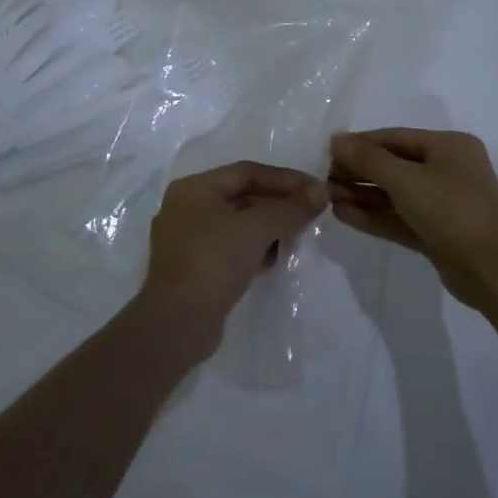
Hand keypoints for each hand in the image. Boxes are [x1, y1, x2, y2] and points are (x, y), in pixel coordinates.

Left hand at [140, 161, 327, 351]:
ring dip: (268, 227)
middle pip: (242, 196)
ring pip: (237, 223)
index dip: (285, 179)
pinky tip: (274, 258)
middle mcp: (186, 208)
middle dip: (278, 203)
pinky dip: (253, 248)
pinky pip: (230, 247)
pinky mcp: (194, 268)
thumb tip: (320, 191)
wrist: (177, 325)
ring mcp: (187, 240)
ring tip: (296, 234)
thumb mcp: (257, 228)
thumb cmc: (213, 262)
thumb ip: (291, 208)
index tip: (315, 190)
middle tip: (310, 212)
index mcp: (194, 188)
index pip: (247, 172)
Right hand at [328, 129, 497, 310]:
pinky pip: (401, 218)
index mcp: (449, 146)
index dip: (360, 143)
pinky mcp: (438, 234)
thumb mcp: (406, 179)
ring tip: (328, 198)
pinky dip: (375, 216)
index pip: (395, 138)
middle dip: (359, 172)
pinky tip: (344, 215)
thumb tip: (336, 139)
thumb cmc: (451, 209)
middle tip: (324, 179)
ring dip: (363, 195)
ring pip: (396, 194)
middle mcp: (448, 170)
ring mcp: (445, 204)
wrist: (493, 269)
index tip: (327, 152)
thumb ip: (368, 158)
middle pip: (394, 165)